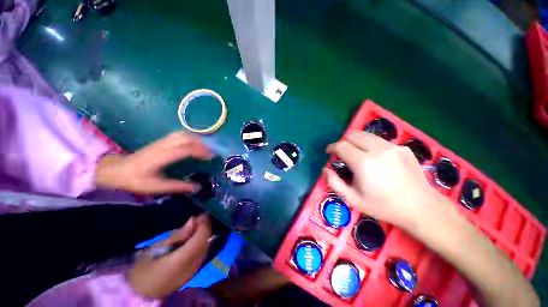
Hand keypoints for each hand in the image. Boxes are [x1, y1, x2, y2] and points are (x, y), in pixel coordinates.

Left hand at [94, 132, 212, 193]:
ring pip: (182, 134)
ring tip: (204, 147)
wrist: (117, 170)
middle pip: (186, 138)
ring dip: (196, 139)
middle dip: (201, 144)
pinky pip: (178, 135)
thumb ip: (179, 186)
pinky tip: (193, 143)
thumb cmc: (136, 180)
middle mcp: (163, 146)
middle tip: (210, 152)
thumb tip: (198, 187)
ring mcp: (161, 141)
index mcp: (161, 157)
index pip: (185, 149)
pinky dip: (189, 137)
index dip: (200, 152)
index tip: (211, 157)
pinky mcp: (160, 141)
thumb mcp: (157, 186)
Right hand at [128, 214, 211, 298]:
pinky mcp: (192, 272)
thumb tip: (193, 220)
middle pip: (206, 242)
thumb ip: (177, 235)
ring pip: (206, 247)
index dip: (204, 225)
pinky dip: (202, 241)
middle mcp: (191, 267)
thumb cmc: (141, 270)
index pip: (200, 239)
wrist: (138, 294)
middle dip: (206, 227)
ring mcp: (193, 271)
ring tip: (198, 224)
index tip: (202, 214)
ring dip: (205, 234)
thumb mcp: (155, 249)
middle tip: (200, 217)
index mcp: (180, 261)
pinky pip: (202, 253)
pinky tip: (196, 236)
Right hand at [325, 132, 448, 230]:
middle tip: (342, 152)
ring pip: (366, 135)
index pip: (341, 145)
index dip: (332, 147)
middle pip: (353, 135)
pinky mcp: (403, 148)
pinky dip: (371, 145)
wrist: (421, 207)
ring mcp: (392, 147)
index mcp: (363, 163)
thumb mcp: (353, 200)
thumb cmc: (384, 206)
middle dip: (343, 141)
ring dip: (357, 141)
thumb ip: (334, 183)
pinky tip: (376, 158)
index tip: (329, 152)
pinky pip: (380, 141)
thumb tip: (326, 169)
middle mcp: (377, 150)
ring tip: (357, 153)